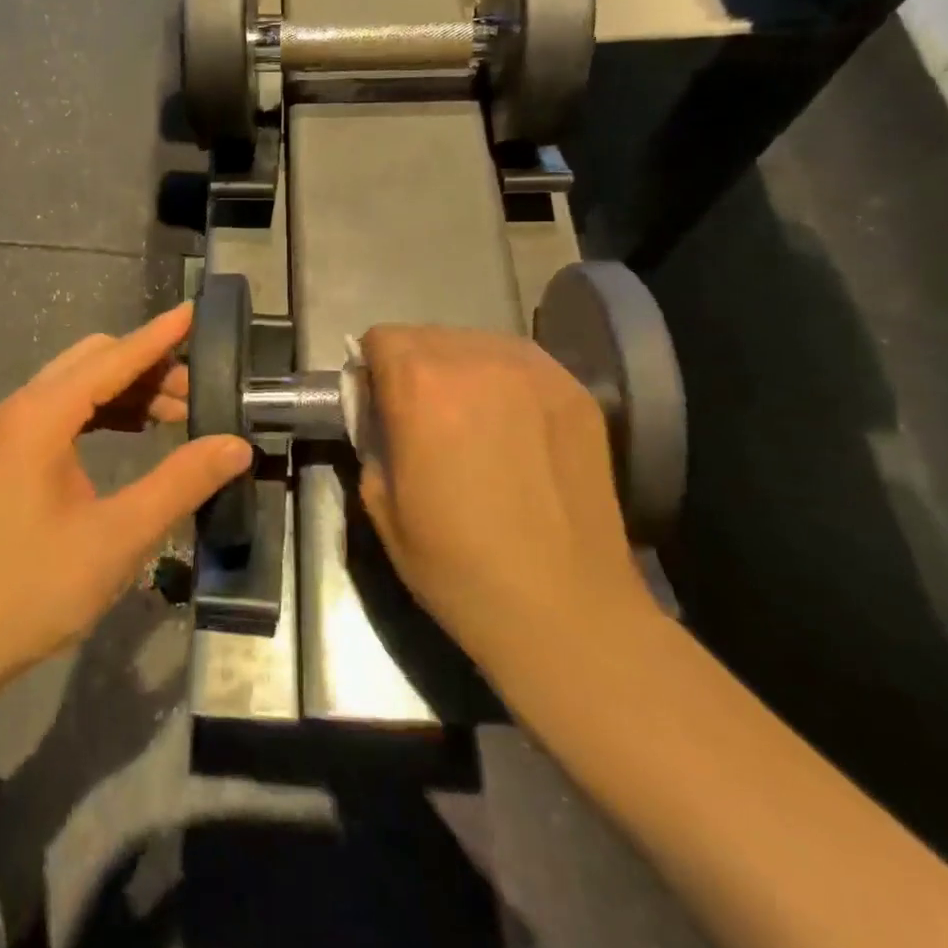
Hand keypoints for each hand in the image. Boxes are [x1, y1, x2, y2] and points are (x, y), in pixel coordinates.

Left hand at [0, 303, 253, 697]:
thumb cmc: (31, 589)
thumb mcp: (117, 538)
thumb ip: (180, 483)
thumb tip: (235, 445)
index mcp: (41, 417)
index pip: (113, 358)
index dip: (159, 336)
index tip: (196, 312)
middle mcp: (21, 409)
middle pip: (94, 361)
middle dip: (148, 365)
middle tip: (199, 392)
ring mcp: (9, 433)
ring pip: (78, 385)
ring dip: (127, 389)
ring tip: (178, 414)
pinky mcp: (8, 457)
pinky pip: (64, 412)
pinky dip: (105, 412)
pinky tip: (134, 433)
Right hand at [358, 326, 655, 673]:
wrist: (564, 611)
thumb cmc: (457, 566)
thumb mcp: (381, 505)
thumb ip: (373, 440)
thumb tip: (383, 417)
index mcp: (420, 386)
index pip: (380, 338)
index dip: (371, 370)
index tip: (380, 406)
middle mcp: (476, 360)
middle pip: (427, 336)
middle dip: (414, 368)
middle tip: (425, 419)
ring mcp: (534, 372)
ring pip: (476, 343)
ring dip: (461, 370)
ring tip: (474, 422)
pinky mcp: (575, 391)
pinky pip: (522, 363)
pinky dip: (505, 382)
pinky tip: (515, 429)